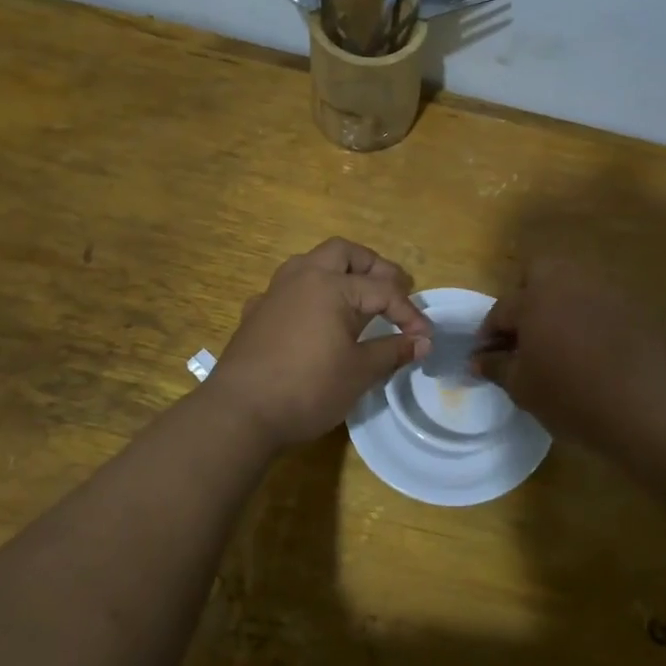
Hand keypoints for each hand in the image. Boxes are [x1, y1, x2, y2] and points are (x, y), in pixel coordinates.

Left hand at [207, 238, 432, 448]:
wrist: (240, 412)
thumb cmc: (308, 389)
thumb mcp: (359, 372)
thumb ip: (393, 351)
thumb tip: (422, 342)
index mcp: (331, 286)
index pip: (383, 291)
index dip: (409, 313)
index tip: (425, 337)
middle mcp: (302, 277)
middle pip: (343, 252)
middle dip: (373, 266)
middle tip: (394, 288)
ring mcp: (273, 292)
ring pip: (310, 263)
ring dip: (338, 272)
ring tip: (357, 297)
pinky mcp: (255, 313)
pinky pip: (288, 289)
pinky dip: (309, 294)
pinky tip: (314, 319)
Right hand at [475, 259, 665, 451]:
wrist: (645, 407)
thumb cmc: (571, 396)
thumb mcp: (523, 387)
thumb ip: (496, 367)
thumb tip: (478, 360)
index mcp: (535, 297)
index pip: (502, 309)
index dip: (489, 334)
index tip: (485, 357)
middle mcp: (569, 282)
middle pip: (540, 273)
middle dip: (526, 297)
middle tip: (524, 335)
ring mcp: (606, 291)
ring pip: (573, 285)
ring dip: (559, 305)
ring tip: (557, 342)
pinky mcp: (634, 308)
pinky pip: (600, 304)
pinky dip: (588, 319)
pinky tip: (591, 350)